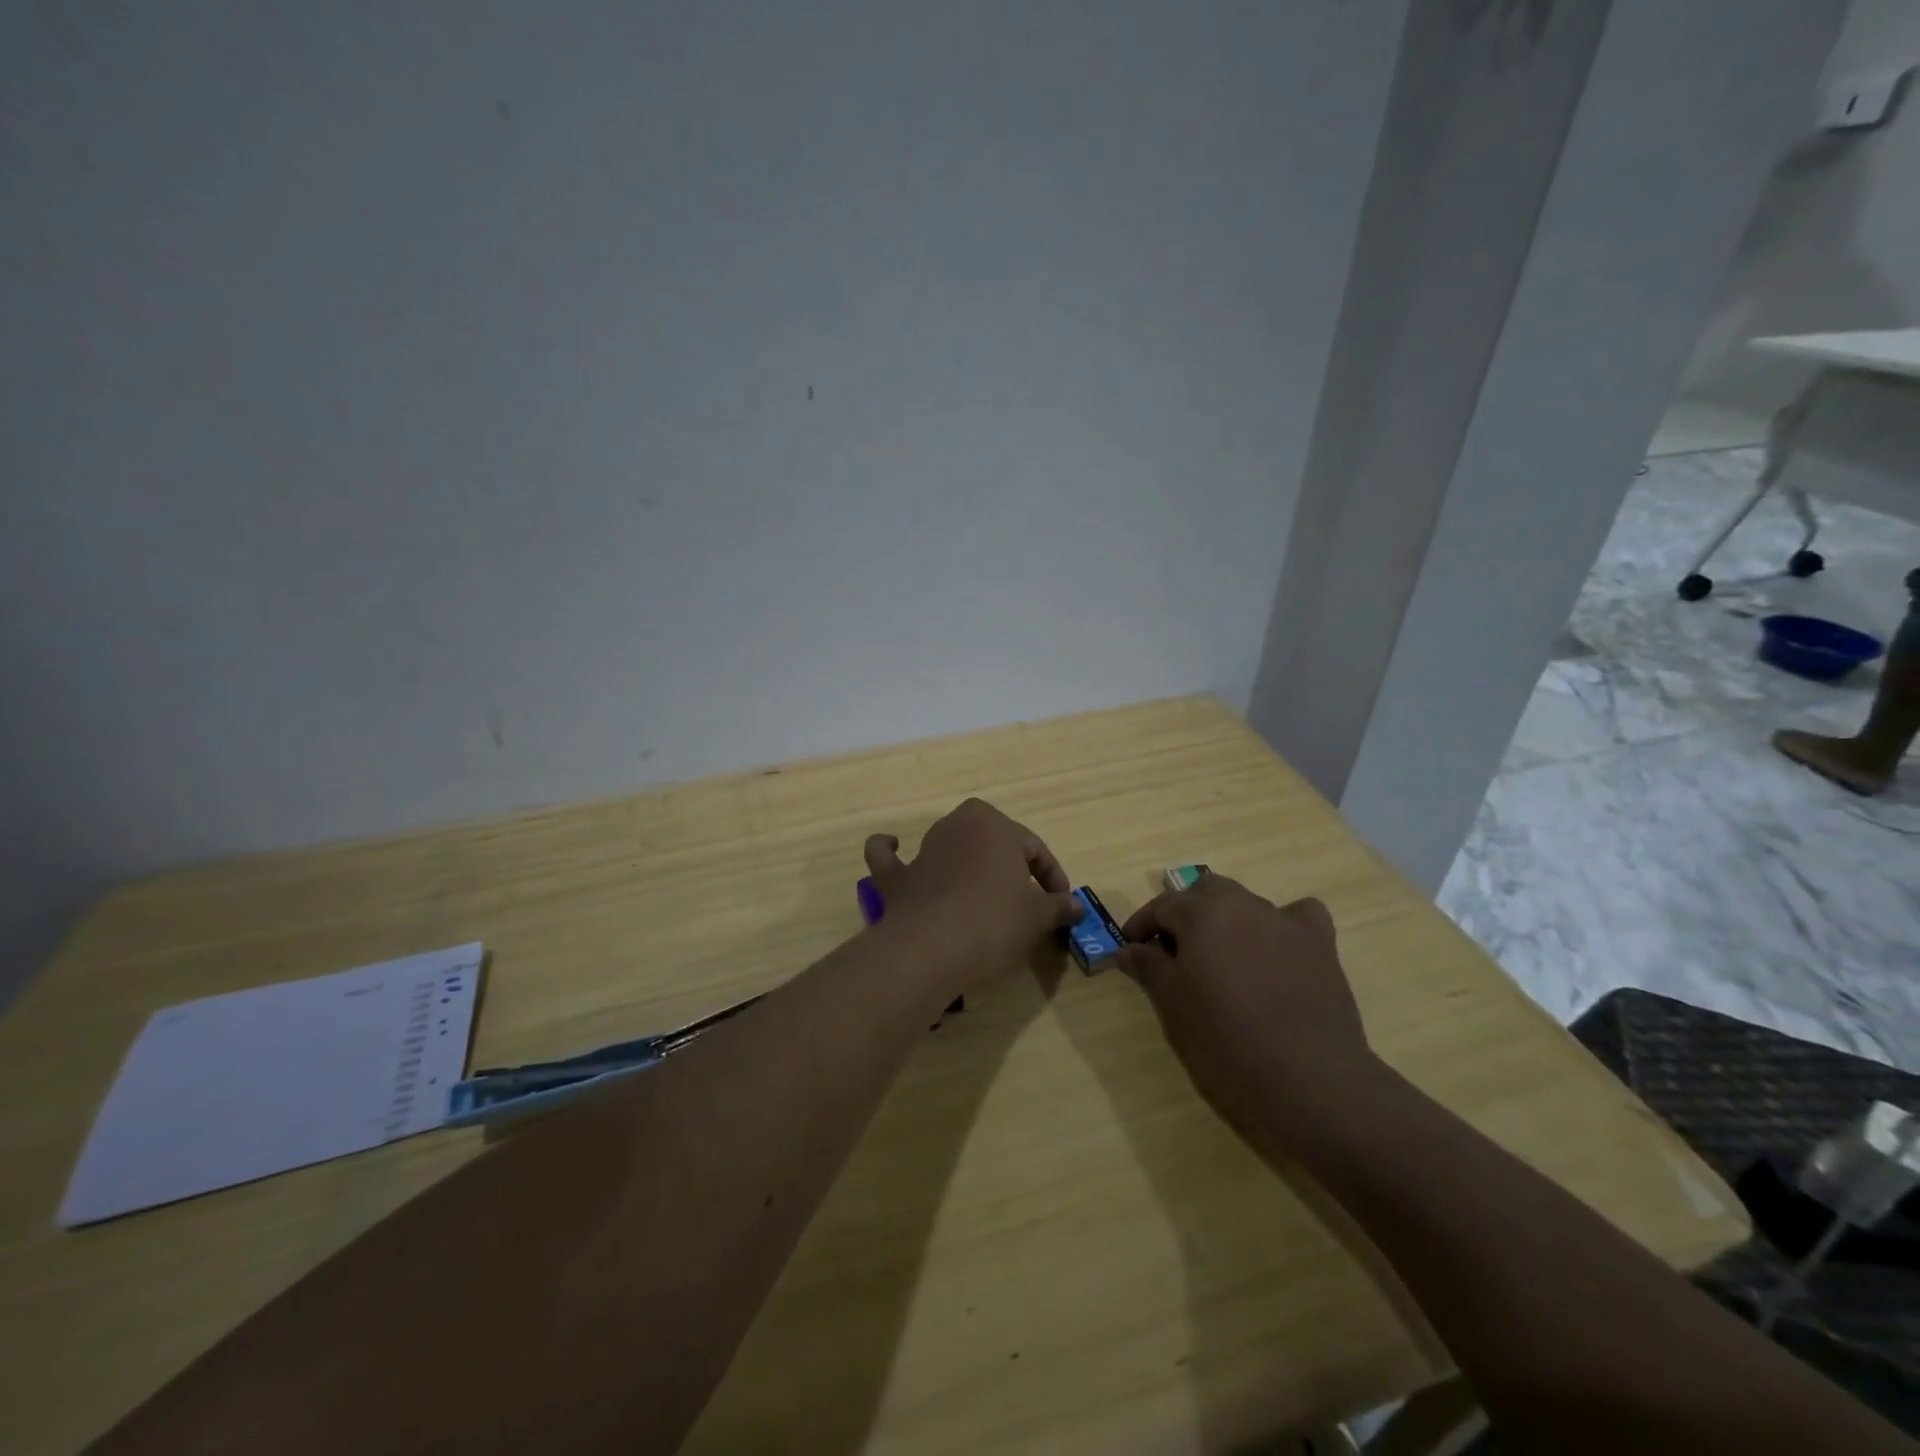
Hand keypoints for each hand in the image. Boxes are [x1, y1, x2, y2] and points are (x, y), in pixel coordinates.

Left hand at [863, 799, 1081, 996]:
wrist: (932, 949)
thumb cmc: (994, 922)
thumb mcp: (1037, 917)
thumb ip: (1057, 906)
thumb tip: (1076, 906)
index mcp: (994, 825)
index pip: (1033, 848)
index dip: (1052, 877)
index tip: (1061, 906)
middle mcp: (956, 827)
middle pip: (990, 842)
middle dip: (1009, 865)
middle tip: (1025, 899)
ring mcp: (922, 850)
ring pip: (947, 845)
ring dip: (962, 861)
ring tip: (981, 891)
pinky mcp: (896, 878)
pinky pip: (890, 860)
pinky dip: (890, 853)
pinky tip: (894, 849)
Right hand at [1116, 876, 1376, 1156]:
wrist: (1306, 1080)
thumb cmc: (1224, 1040)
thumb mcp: (1172, 1005)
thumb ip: (1148, 967)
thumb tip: (1129, 949)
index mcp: (1202, 913)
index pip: (1162, 905)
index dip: (1142, 926)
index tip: (1131, 951)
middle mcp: (1243, 904)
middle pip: (1205, 892)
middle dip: (1185, 914)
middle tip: (1173, 953)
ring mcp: (1285, 922)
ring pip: (1246, 903)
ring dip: (1227, 921)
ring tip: (1221, 959)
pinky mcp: (1320, 945)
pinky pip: (1298, 916)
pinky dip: (1282, 925)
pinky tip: (1278, 949)